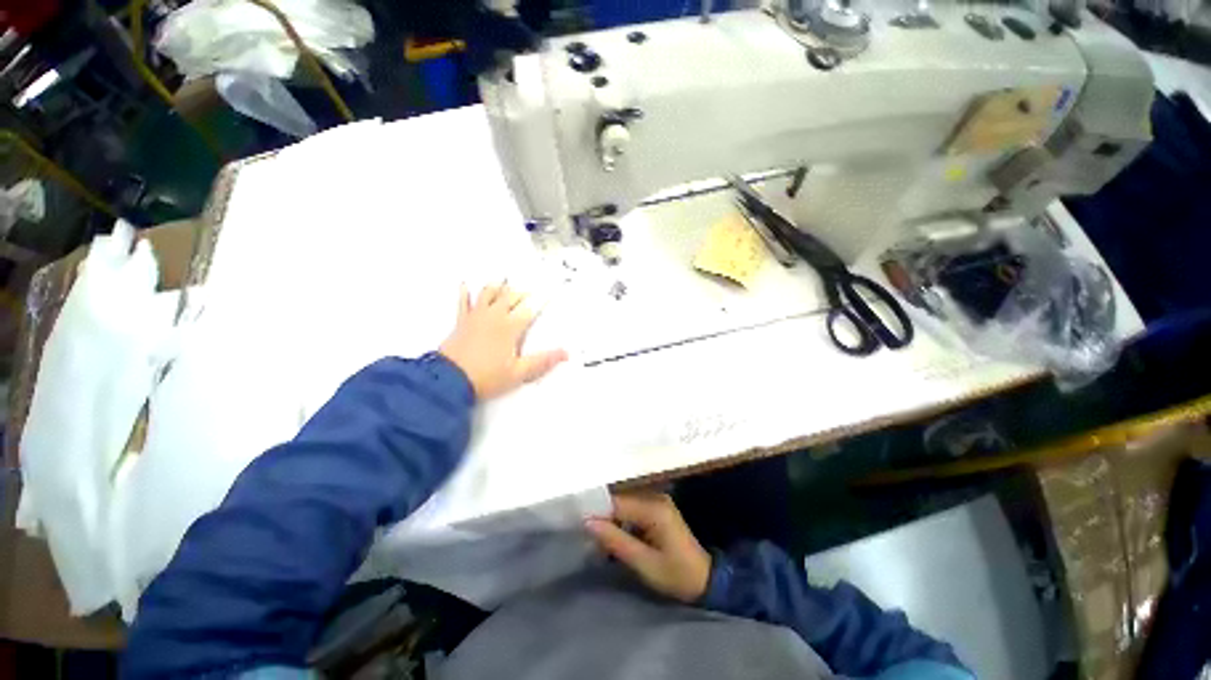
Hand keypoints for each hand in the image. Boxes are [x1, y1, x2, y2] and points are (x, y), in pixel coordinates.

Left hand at [439, 283, 567, 399]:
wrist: (449, 380)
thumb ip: (542, 361)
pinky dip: (466, 293)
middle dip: (522, 292)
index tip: (548, 293)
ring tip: (505, 282)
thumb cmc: (488, 377)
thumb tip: (565, 353)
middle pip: (510, 297)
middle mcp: (494, 316)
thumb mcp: (519, 373)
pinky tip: (466, 285)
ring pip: (488, 294)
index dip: (540, 301)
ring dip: (498, 287)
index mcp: (510, 327)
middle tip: (530, 290)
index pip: (529, 309)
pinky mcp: (461, 321)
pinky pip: (463, 302)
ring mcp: (476, 316)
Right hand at [585, 492, 711, 602]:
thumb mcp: (644, 564)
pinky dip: (621, 521)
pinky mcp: (657, 508)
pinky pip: (632, 509)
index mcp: (654, 508)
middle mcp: (655, 497)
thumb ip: (615, 541)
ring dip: (611, 519)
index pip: (617, 502)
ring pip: (624, 504)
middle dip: (603, 516)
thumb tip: (587, 522)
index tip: (577, 523)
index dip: (596, 512)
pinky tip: (614, 535)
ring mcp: (657, 500)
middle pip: (620, 500)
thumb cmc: (676, 575)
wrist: (705, 581)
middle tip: (585, 533)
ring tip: (597, 537)